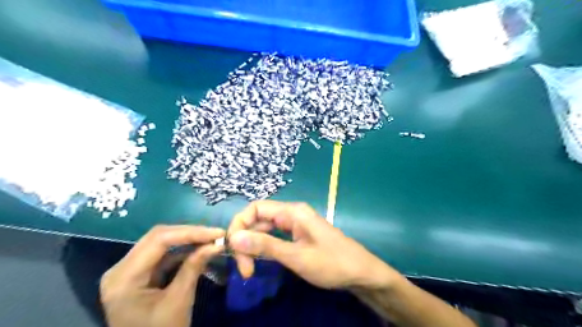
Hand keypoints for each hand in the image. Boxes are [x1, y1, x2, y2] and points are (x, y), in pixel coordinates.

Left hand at [99, 227, 223, 326]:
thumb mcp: (179, 301)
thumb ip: (194, 267)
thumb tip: (216, 244)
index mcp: (123, 277)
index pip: (159, 240)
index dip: (191, 232)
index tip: (217, 233)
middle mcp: (120, 268)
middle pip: (158, 237)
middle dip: (190, 233)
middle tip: (216, 234)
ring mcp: (128, 270)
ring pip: (161, 243)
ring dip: (188, 240)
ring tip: (211, 239)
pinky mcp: (139, 274)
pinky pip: (163, 255)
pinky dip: (183, 251)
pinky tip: (200, 249)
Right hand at [228, 200, 405, 288]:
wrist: (360, 272)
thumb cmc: (331, 263)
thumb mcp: (297, 256)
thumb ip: (266, 245)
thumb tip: (234, 237)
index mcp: (292, 212)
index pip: (255, 208)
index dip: (240, 225)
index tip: (234, 249)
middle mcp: (292, 213)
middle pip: (258, 219)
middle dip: (245, 240)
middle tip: (244, 268)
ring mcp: (295, 224)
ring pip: (265, 229)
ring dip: (253, 245)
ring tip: (249, 268)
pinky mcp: (298, 235)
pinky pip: (274, 236)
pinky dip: (264, 247)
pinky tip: (260, 261)